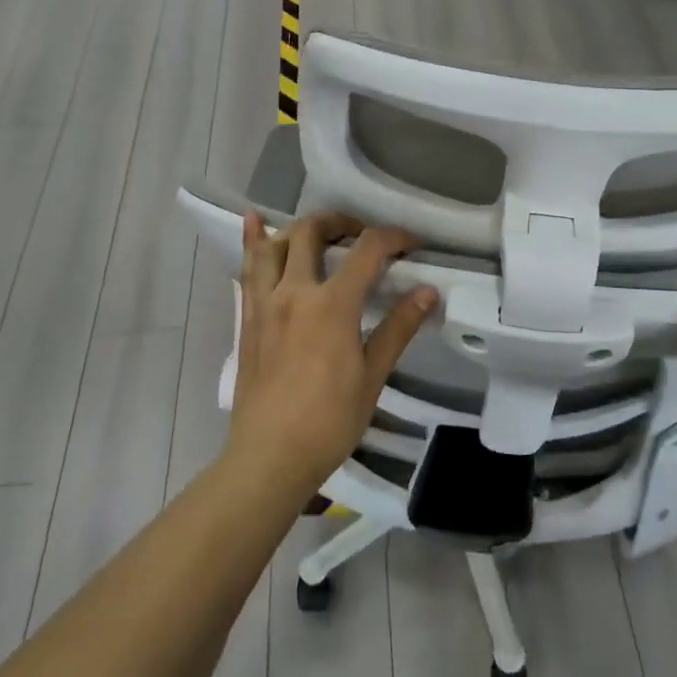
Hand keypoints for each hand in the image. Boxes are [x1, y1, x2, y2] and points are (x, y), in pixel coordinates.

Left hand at [225, 212, 438, 503]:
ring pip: (276, 243)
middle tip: (363, 236)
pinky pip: (248, 268)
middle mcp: (295, 291)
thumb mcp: (372, 376)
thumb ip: (398, 328)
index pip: (367, 250)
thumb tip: (428, 292)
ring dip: (300, 229)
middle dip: (342, 222)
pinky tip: (253, 221)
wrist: (270, 456)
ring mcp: (265, 302)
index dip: (394, 238)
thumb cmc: (329, 421)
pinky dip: (253, 240)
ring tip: (321, 234)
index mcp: (332, 305)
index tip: (412, 245)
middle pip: (313, 231)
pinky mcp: (248, 316)